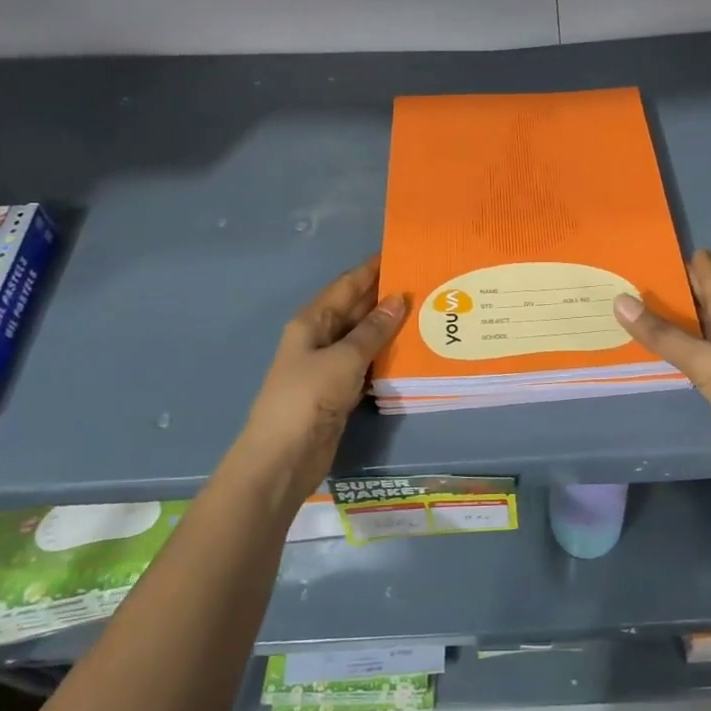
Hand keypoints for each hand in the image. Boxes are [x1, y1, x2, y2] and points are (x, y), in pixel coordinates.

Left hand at [234, 256, 406, 505]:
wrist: (284, 457)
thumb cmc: (309, 397)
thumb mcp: (344, 358)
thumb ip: (373, 330)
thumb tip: (398, 298)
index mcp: (312, 321)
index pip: (347, 285)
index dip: (372, 269)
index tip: (402, 253)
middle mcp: (320, 338)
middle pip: (356, 309)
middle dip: (386, 297)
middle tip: (425, 284)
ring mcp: (329, 366)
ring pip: (364, 338)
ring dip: (390, 328)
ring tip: (427, 314)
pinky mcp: (340, 391)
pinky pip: (367, 364)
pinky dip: (386, 357)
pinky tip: (413, 352)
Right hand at [614, 251, 710, 520]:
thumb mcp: (708, 361)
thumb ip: (663, 334)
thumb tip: (620, 300)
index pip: (708, 272)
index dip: (677, 259)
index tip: (638, 248)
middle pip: (699, 298)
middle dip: (664, 288)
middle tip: (618, 275)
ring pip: (693, 328)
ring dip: (663, 319)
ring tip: (620, 302)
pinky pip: (690, 357)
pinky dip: (669, 349)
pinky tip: (641, 343)